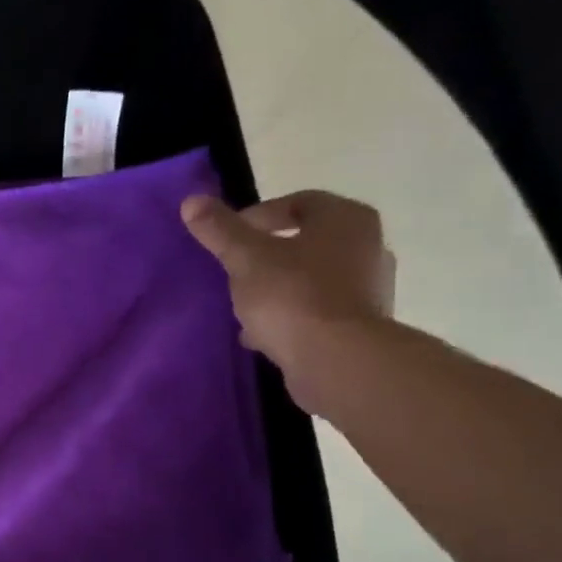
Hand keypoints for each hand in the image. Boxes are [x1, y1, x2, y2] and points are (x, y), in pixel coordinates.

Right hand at [181, 190, 394, 409]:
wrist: (336, 360)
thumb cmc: (293, 296)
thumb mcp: (246, 258)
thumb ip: (220, 230)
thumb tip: (192, 201)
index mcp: (346, 219)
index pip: (298, 202)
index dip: (258, 216)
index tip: (230, 238)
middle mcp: (367, 246)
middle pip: (306, 241)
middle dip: (267, 255)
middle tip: (235, 270)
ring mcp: (369, 288)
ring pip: (311, 278)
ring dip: (277, 287)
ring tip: (244, 305)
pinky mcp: (361, 326)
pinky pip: (317, 311)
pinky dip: (290, 316)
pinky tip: (261, 334)